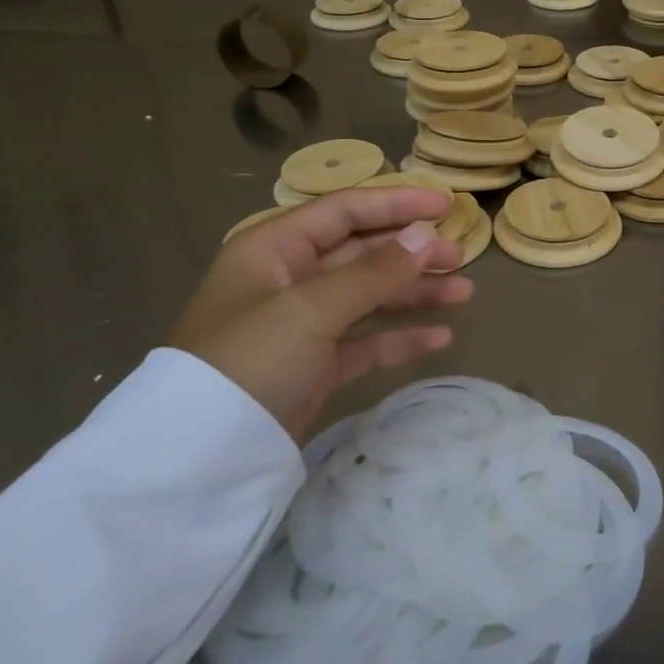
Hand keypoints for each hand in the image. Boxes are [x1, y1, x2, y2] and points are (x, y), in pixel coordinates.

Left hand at [170, 187, 473, 440]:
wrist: (200, 458)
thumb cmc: (251, 360)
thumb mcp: (312, 309)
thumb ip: (374, 272)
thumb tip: (425, 236)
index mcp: (274, 249)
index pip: (344, 211)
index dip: (396, 204)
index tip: (445, 207)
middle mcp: (288, 279)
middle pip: (361, 252)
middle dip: (411, 253)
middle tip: (460, 257)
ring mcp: (302, 325)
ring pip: (369, 296)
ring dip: (415, 293)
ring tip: (464, 293)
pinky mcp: (314, 365)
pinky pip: (366, 341)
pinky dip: (400, 337)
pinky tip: (440, 337)